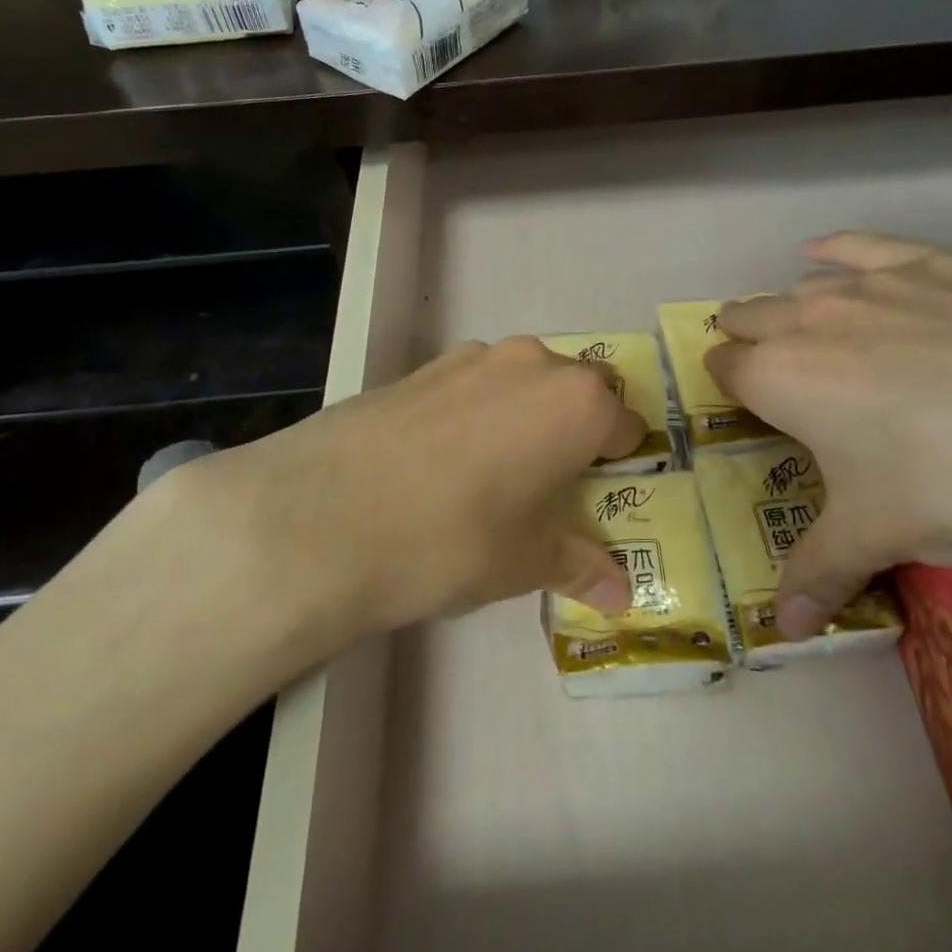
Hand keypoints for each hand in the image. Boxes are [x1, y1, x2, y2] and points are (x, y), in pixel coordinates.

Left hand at [138, 336, 643, 646]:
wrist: (325, 516)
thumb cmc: (455, 539)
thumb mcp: (526, 562)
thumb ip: (580, 565)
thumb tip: (622, 594)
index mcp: (578, 404)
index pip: (626, 426)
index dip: (619, 463)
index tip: (599, 494)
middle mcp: (534, 364)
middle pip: (579, 391)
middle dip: (576, 430)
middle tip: (550, 483)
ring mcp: (473, 357)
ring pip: (524, 381)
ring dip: (525, 415)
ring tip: (492, 473)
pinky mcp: (422, 366)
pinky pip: (473, 383)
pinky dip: (477, 411)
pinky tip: (441, 460)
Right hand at [705, 232, 951, 638]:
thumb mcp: (880, 537)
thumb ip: (819, 572)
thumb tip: (785, 626)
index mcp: (782, 377)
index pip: (725, 367)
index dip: (726, 383)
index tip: (742, 404)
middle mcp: (812, 318)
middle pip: (751, 317)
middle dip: (745, 338)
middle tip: (766, 369)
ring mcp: (875, 283)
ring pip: (803, 285)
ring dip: (791, 308)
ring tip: (806, 331)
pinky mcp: (935, 262)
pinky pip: (863, 245)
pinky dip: (836, 251)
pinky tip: (826, 253)